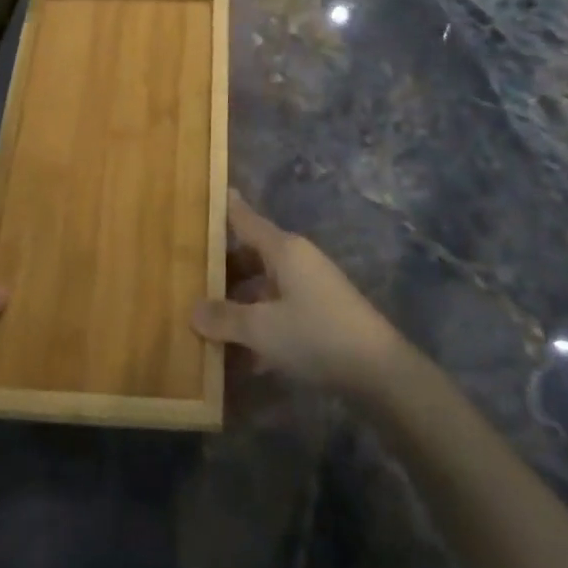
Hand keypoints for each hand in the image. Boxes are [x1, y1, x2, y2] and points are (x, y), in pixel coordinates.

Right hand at [192, 192, 405, 396]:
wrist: (380, 372)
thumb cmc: (316, 334)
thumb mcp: (262, 328)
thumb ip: (225, 318)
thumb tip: (193, 310)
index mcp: (284, 249)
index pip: (245, 219)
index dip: (224, 208)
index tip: (203, 195)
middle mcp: (297, 261)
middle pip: (251, 256)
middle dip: (221, 268)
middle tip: (187, 274)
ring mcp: (310, 289)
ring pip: (263, 288)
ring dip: (238, 304)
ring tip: (204, 321)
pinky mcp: (320, 317)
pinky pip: (278, 312)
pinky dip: (258, 327)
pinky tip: (238, 358)